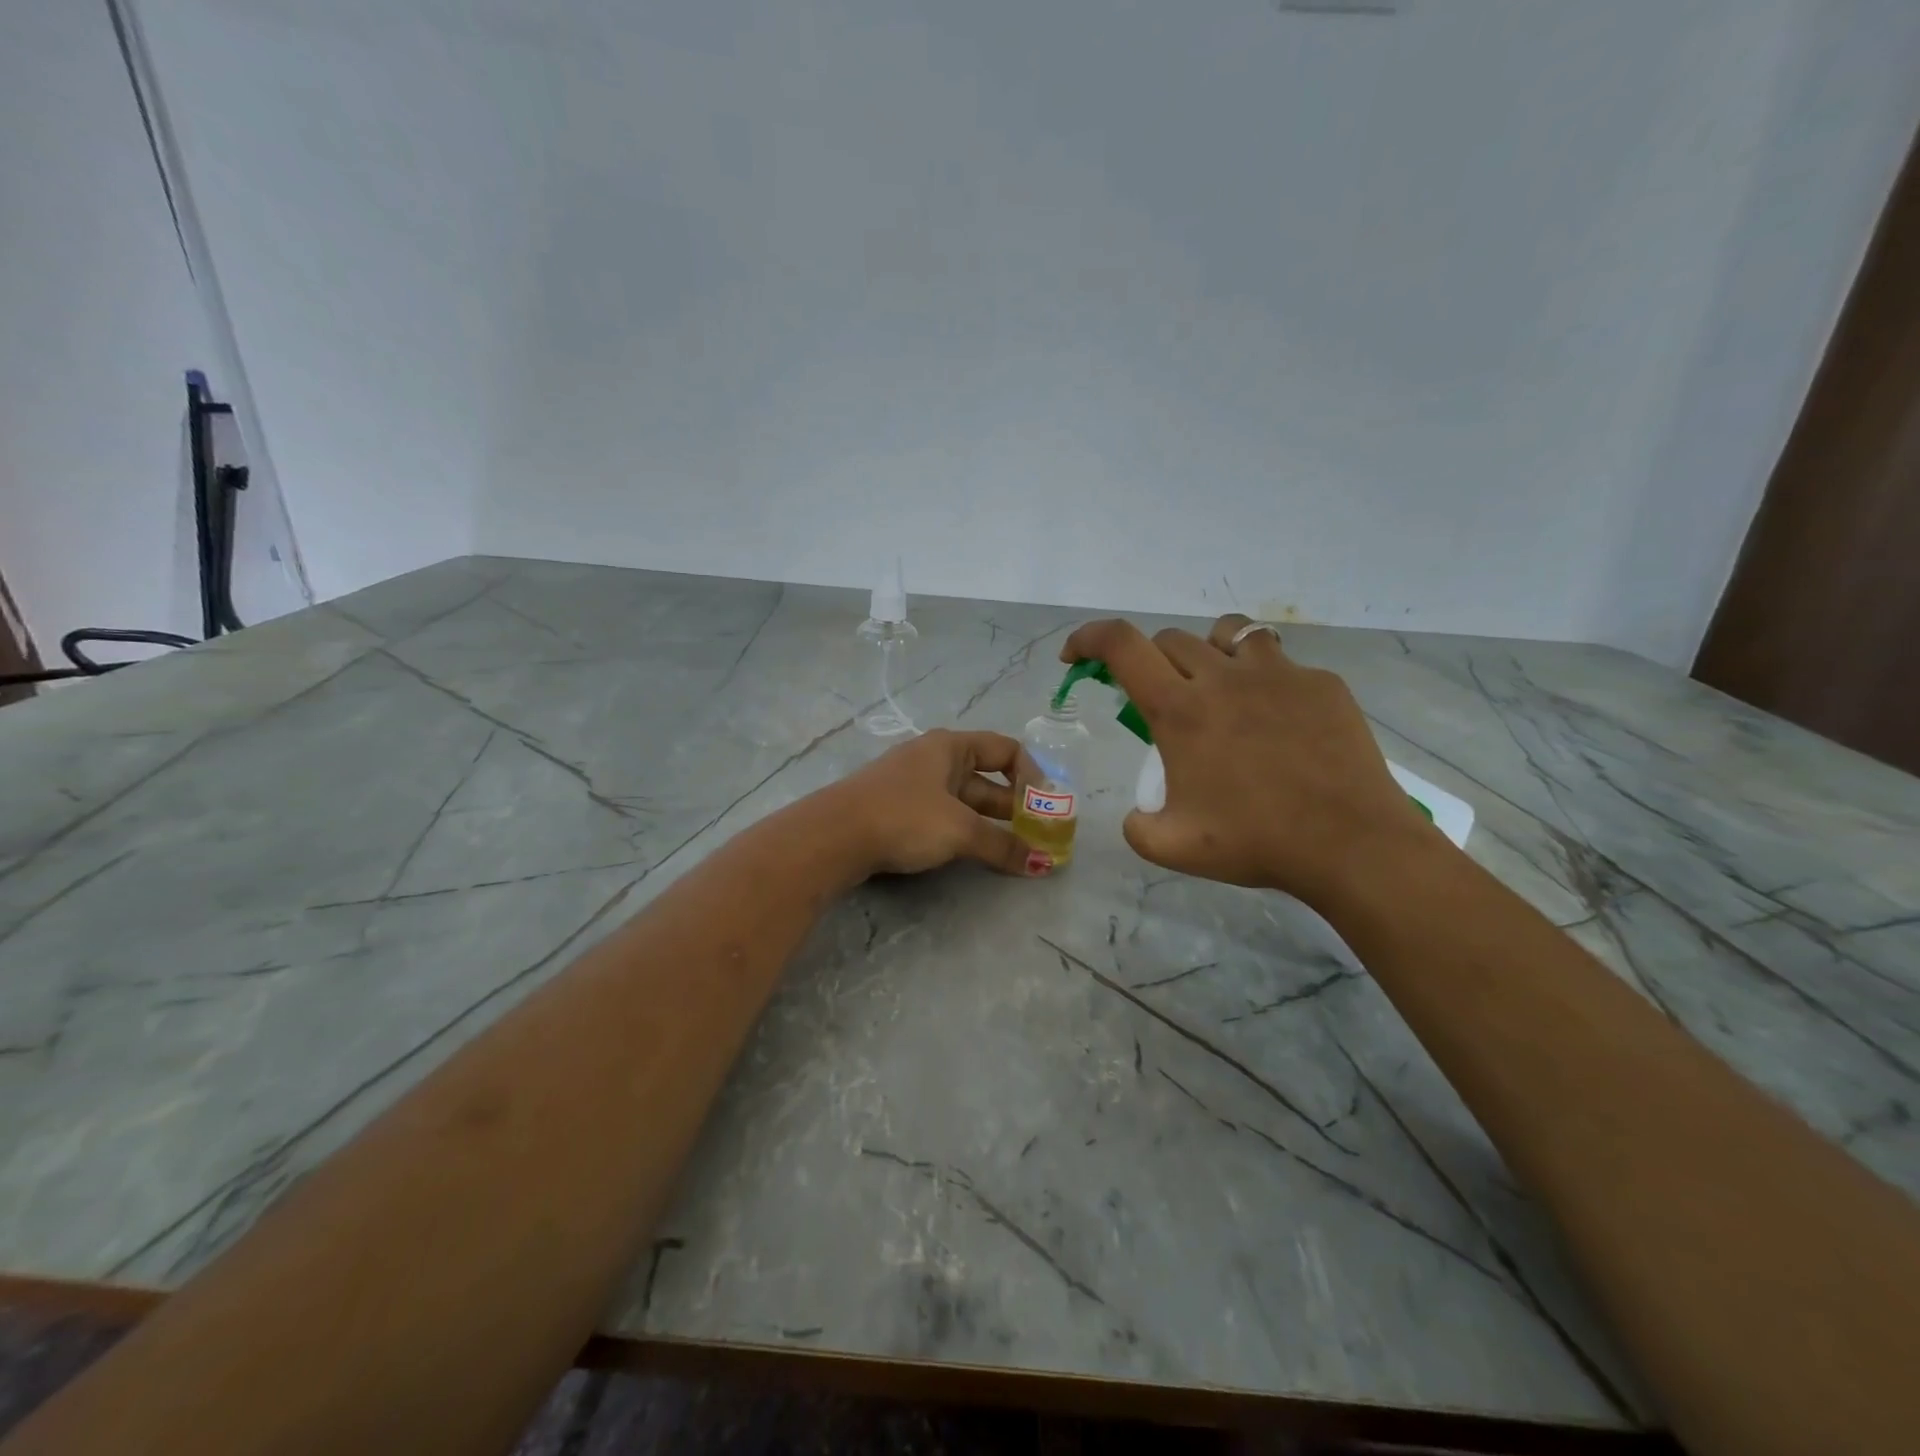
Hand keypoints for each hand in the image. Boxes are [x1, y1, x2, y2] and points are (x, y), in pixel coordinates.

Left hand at [827, 729, 1042, 877]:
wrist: (833, 836)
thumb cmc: (904, 817)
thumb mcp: (959, 829)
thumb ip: (1002, 844)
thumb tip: (1041, 863)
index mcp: (950, 747)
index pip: (1005, 749)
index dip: (1031, 775)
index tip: (1045, 806)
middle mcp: (934, 759)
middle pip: (986, 778)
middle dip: (1015, 806)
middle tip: (1039, 835)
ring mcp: (913, 785)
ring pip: (965, 801)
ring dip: (991, 824)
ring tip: (1016, 850)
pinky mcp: (897, 811)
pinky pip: (944, 816)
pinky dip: (965, 832)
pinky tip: (975, 854)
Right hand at [1061, 615, 1437, 904]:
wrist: (1352, 844)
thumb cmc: (1256, 842)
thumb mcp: (1173, 848)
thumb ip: (1137, 827)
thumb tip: (1137, 815)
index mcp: (1180, 710)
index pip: (1121, 645)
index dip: (1088, 638)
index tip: (1076, 655)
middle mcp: (1223, 678)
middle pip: (1169, 640)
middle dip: (1149, 663)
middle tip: (1158, 702)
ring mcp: (1277, 674)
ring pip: (1227, 633)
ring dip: (1206, 653)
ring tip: (1216, 689)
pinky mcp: (1320, 683)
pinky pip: (1279, 664)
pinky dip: (1262, 680)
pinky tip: (1276, 722)